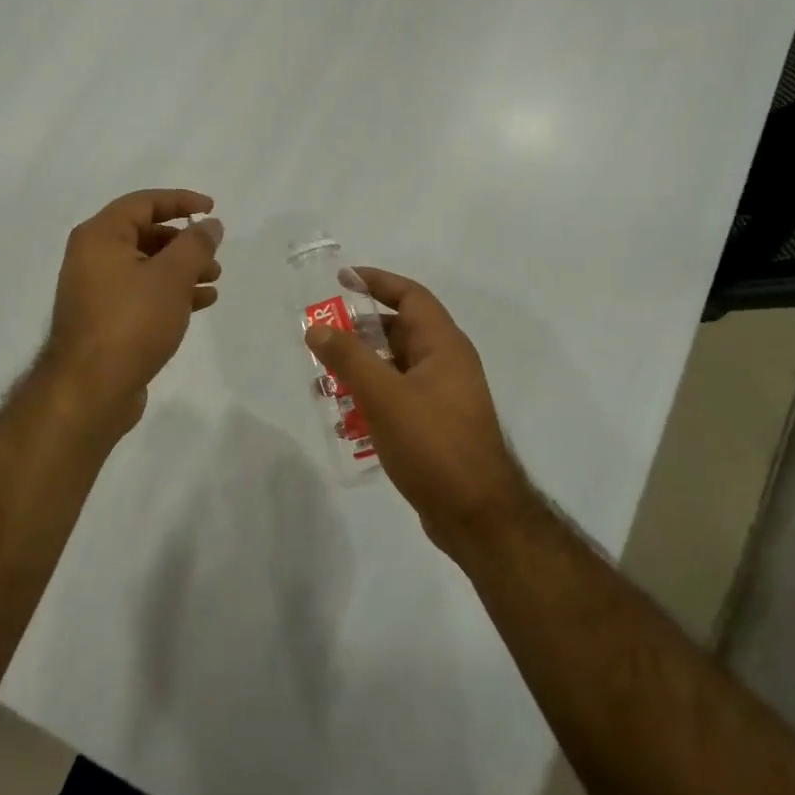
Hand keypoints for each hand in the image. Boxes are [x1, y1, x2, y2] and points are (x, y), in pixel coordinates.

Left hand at [41, 189, 223, 433]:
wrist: (91, 389)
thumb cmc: (131, 322)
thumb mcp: (171, 277)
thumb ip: (195, 245)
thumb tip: (210, 224)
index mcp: (100, 236)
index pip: (143, 203)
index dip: (180, 201)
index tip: (212, 208)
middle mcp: (92, 257)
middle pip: (145, 235)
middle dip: (184, 242)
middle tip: (214, 253)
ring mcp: (96, 290)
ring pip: (146, 267)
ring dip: (182, 269)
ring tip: (214, 280)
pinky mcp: (105, 320)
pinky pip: (141, 293)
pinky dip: (170, 293)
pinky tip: (200, 302)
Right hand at [305, 269, 530, 553]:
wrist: (477, 515)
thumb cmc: (433, 445)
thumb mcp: (385, 396)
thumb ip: (349, 358)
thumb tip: (317, 328)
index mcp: (444, 346)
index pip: (411, 296)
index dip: (377, 282)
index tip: (342, 278)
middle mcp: (447, 365)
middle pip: (400, 331)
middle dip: (360, 330)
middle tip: (322, 333)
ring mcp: (442, 397)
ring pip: (395, 367)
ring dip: (362, 367)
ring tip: (324, 376)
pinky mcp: (434, 426)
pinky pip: (397, 397)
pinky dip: (371, 396)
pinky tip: (345, 416)